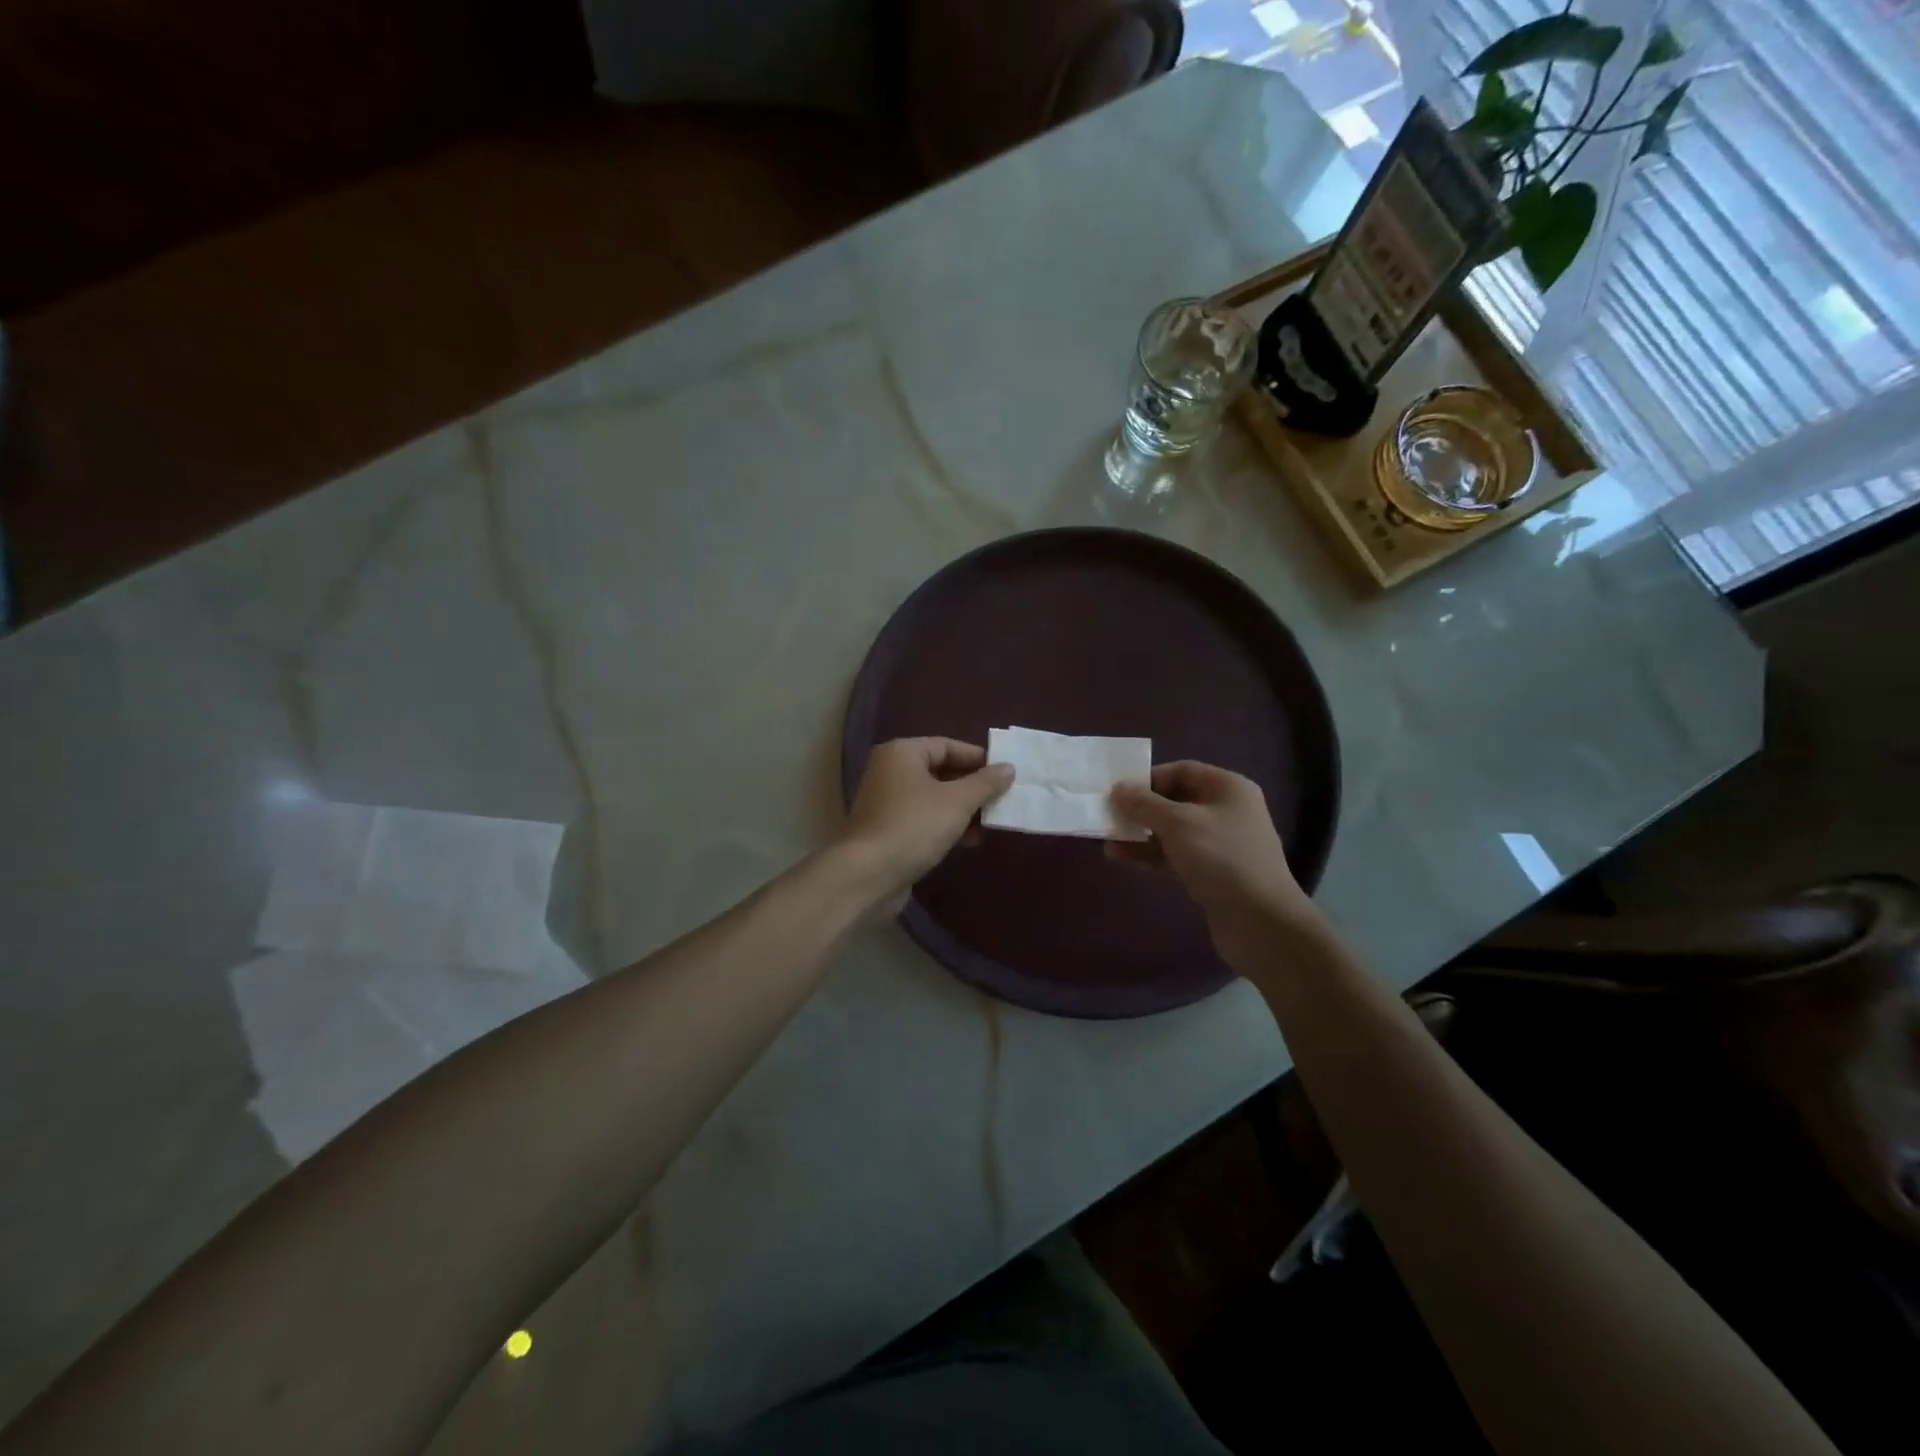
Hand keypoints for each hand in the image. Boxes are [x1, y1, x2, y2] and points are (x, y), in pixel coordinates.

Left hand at [839, 738, 1013, 905]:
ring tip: (993, 822)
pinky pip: (925, 819)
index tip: (1006, 773)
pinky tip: (970, 840)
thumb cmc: (914, 826)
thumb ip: (985, 783)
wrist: (868, 875)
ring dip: (964, 809)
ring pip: (934, 798)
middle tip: (1004, 798)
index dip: (978, 758)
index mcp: (902, 753)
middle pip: (941, 771)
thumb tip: (1008, 768)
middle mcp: (891, 771)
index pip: (947, 745)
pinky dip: (947, 825)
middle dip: (973, 786)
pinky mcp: (889, 830)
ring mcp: (887, 802)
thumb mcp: (957, 802)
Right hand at [1109, 761, 1318, 964]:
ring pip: (1172, 831)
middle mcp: (1227, 811)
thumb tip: (1118, 789)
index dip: (1149, 778)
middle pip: (1175, 801)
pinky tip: (1121, 858)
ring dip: (1140, 834)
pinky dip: (1150, 855)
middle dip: (1141, 809)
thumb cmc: (1221, 858)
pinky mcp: (1212, 873)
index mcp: (1228, 788)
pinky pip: (1175, 855)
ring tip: (1108, 841)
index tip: (1119, 791)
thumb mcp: (1177, 823)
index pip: (1182, 771)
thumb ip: (1144, 804)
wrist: (1260, 922)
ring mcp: (1220, 844)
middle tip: (1109, 816)